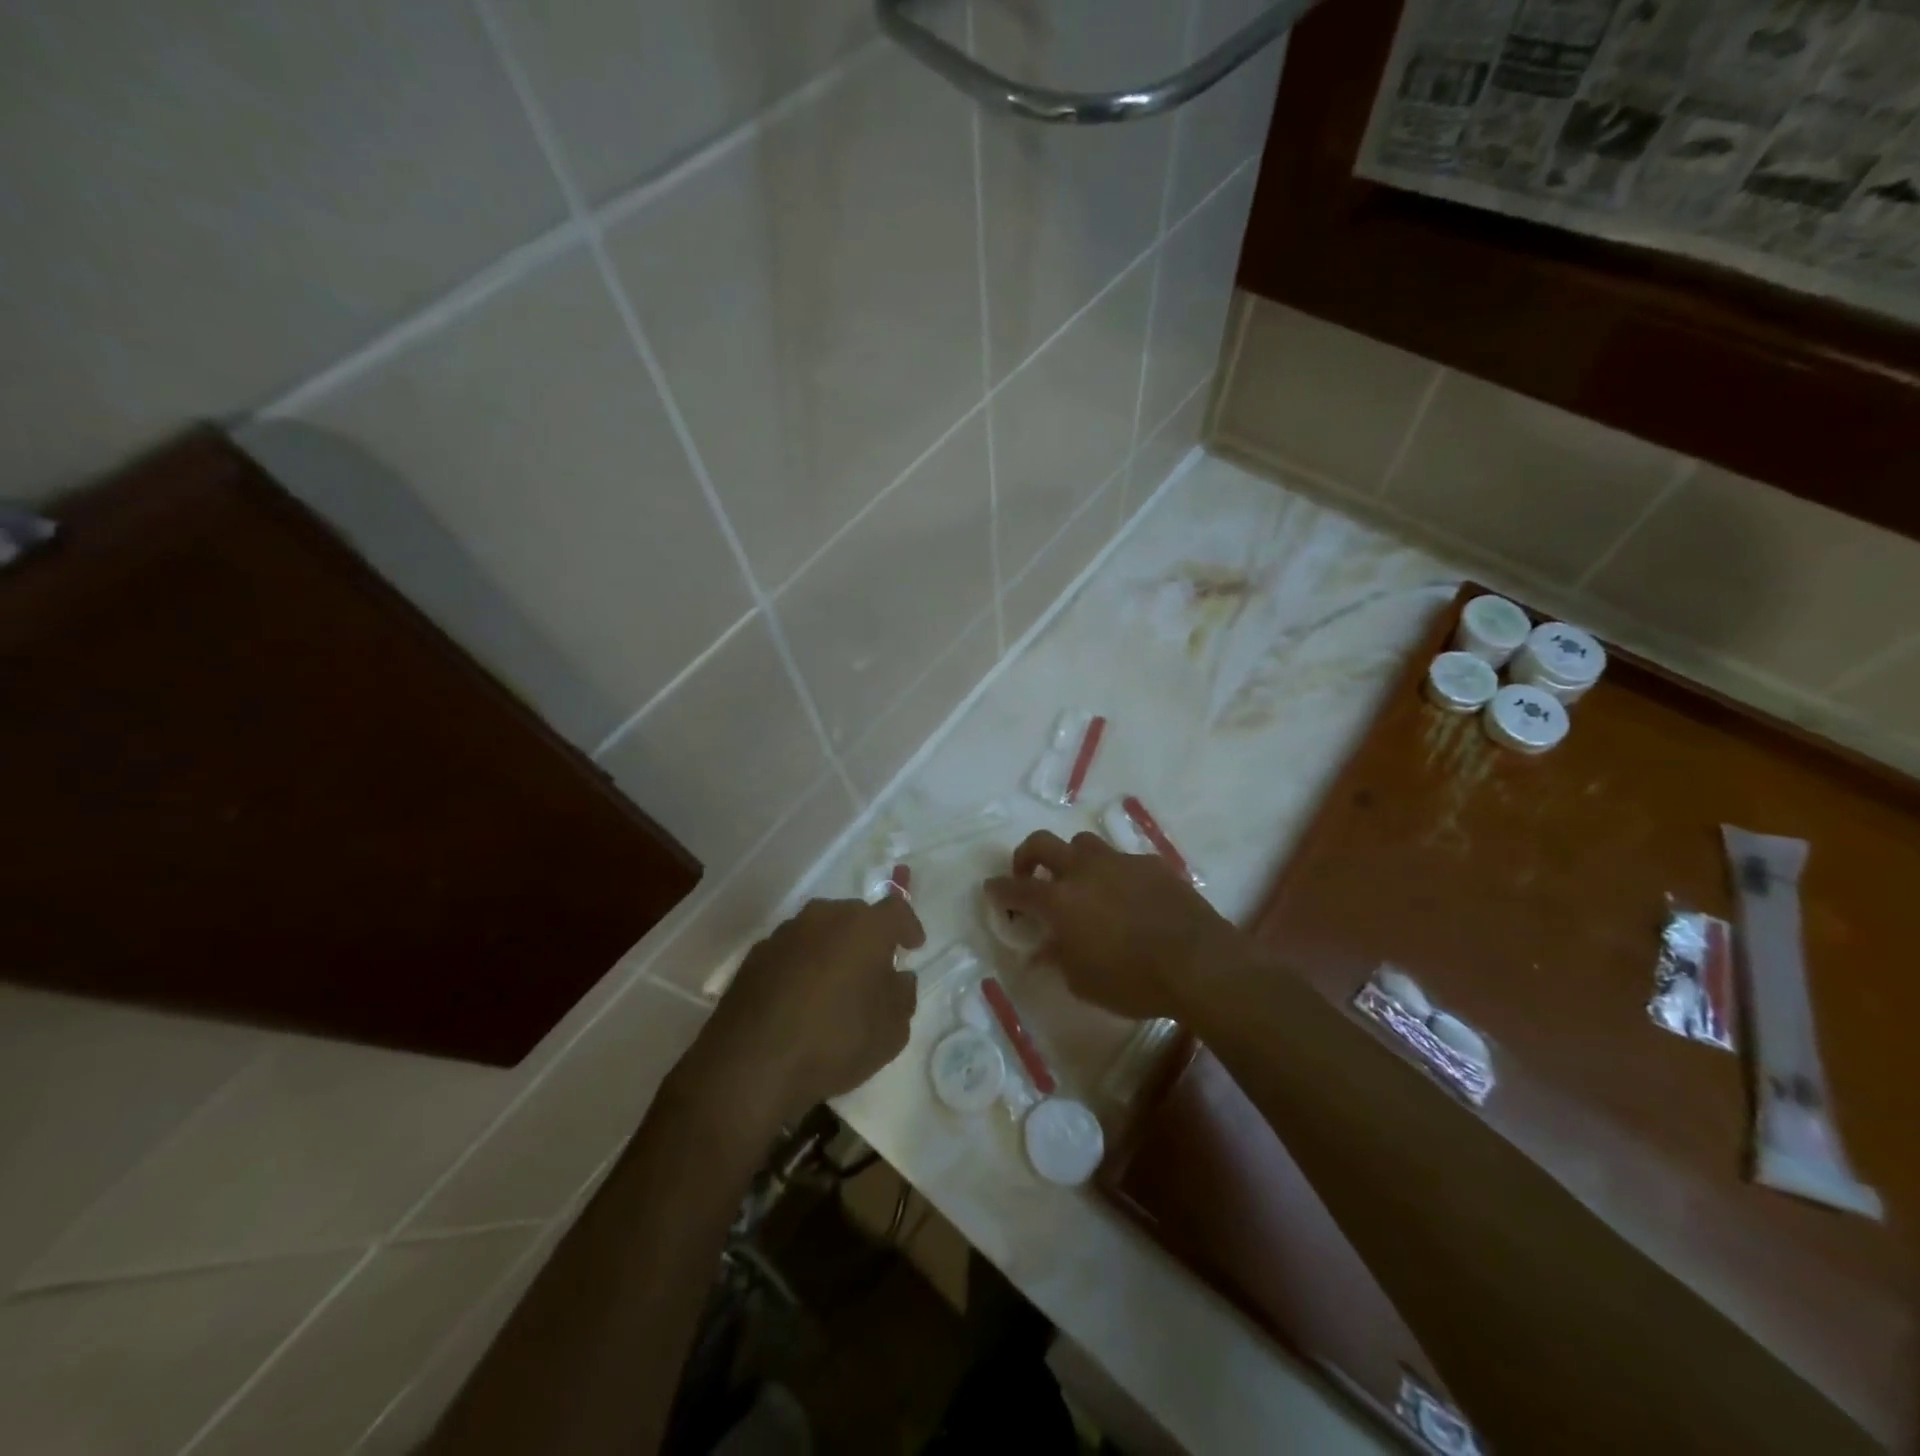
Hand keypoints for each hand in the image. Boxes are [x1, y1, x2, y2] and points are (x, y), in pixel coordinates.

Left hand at [686, 897, 924, 1129]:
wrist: (751, 1063)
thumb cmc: (836, 1040)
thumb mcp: (892, 1030)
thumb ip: (903, 995)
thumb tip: (898, 978)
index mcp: (865, 926)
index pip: (896, 909)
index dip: (908, 925)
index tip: (913, 946)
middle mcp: (825, 916)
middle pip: (855, 916)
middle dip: (868, 937)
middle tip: (875, 969)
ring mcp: (785, 933)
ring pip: (820, 931)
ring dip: (832, 950)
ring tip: (836, 986)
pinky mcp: (755, 956)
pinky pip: (792, 952)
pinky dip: (802, 966)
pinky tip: (801, 999)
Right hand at [985, 831, 1244, 1020]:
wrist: (1198, 963)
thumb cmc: (1133, 981)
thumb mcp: (1083, 983)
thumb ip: (1058, 959)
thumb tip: (1043, 949)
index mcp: (1060, 900)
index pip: (1016, 888)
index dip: (999, 889)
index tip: (992, 890)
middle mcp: (1084, 871)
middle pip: (1042, 843)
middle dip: (1026, 855)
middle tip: (1028, 875)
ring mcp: (1119, 862)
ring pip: (1083, 844)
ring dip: (1073, 860)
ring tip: (1081, 884)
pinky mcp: (1151, 864)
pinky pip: (1122, 860)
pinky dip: (1114, 874)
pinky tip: (1127, 898)